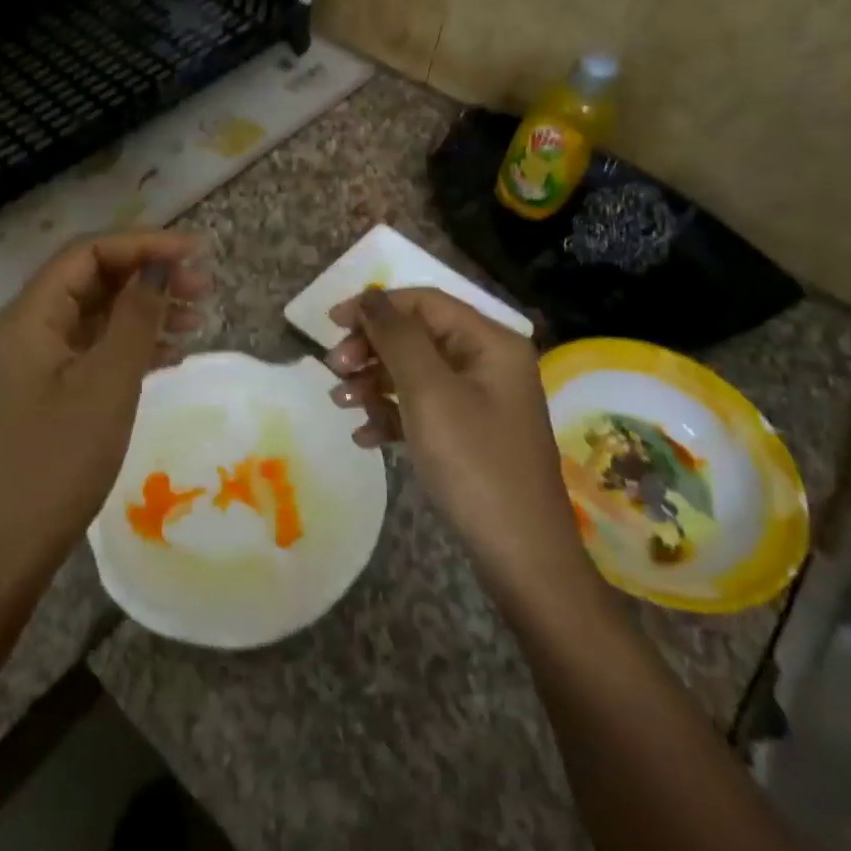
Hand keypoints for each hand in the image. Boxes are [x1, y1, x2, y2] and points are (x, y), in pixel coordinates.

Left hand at [0, 232, 209, 600]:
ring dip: (143, 311)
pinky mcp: (45, 392)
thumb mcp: (107, 384)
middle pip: (91, 280)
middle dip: (147, 277)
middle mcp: (27, 328)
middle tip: (202, 289)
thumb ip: (136, 317)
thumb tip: (160, 265)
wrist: (6, 549)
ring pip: (94, 315)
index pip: (88, 254)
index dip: (143, 245)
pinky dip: (129, 345)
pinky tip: (168, 354)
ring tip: (196, 319)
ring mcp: (34, 362)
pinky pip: (91, 350)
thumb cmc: (57, 461)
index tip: (195, 254)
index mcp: (30, 316)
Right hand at [326, 287, 592, 595]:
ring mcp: (480, 400)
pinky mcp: (469, 434)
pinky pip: (422, 409)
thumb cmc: (474, 463)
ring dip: (373, 383)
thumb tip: (371, 295)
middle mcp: (488, 363)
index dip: (375, 307)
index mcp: (490, 342)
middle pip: (417, 336)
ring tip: (342, 404)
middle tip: (334, 372)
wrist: (520, 555)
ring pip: (414, 373)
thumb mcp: (429, 393)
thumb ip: (397, 337)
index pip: (424, 303)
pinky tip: (365, 437)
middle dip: (371, 349)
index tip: (330, 326)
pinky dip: (391, 416)